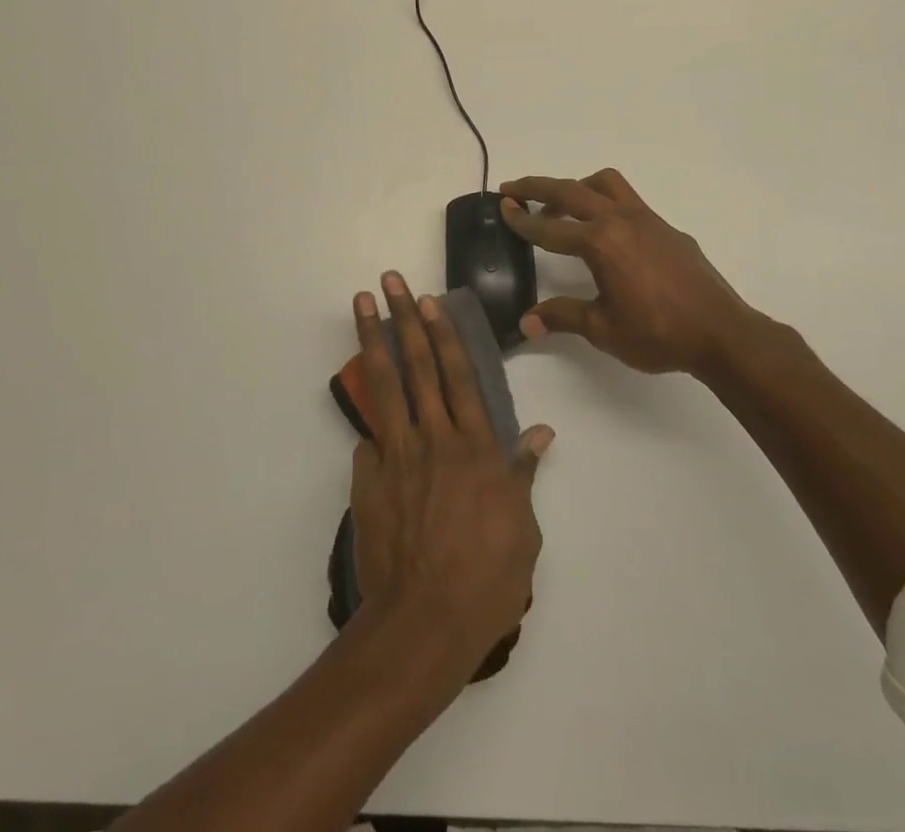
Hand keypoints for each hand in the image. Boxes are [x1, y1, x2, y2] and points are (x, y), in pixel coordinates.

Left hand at [349, 273, 553, 671]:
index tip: (430, 300)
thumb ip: (524, 472)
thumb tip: (542, 432)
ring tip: (362, 303)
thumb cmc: (487, 578)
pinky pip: (369, 438)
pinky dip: (368, 418)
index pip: (459, 375)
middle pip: (418, 365)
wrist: (424, 623)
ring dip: (373, 338)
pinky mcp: (369, 478)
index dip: (444, 333)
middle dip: (403, 318)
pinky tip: (364, 402)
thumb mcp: (523, 527)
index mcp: (476, 446)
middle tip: (390, 281)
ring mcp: (397, 455)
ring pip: (384, 384)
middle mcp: (435, 438)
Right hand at [499, 168, 790, 376]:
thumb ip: (562, 317)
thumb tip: (526, 322)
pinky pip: (628, 201)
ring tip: (561, 205)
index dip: (522, 220)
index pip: (550, 228)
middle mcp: (621, 221)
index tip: (501, 207)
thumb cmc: (658, 334)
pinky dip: (605, 203)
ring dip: (577, 187)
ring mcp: (648, 220)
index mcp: (600, 244)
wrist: (721, 333)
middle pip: (571, 191)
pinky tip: (606, 234)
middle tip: (512, 189)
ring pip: (605, 184)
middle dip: (538, 187)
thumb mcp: (603, 330)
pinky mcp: (666, 228)